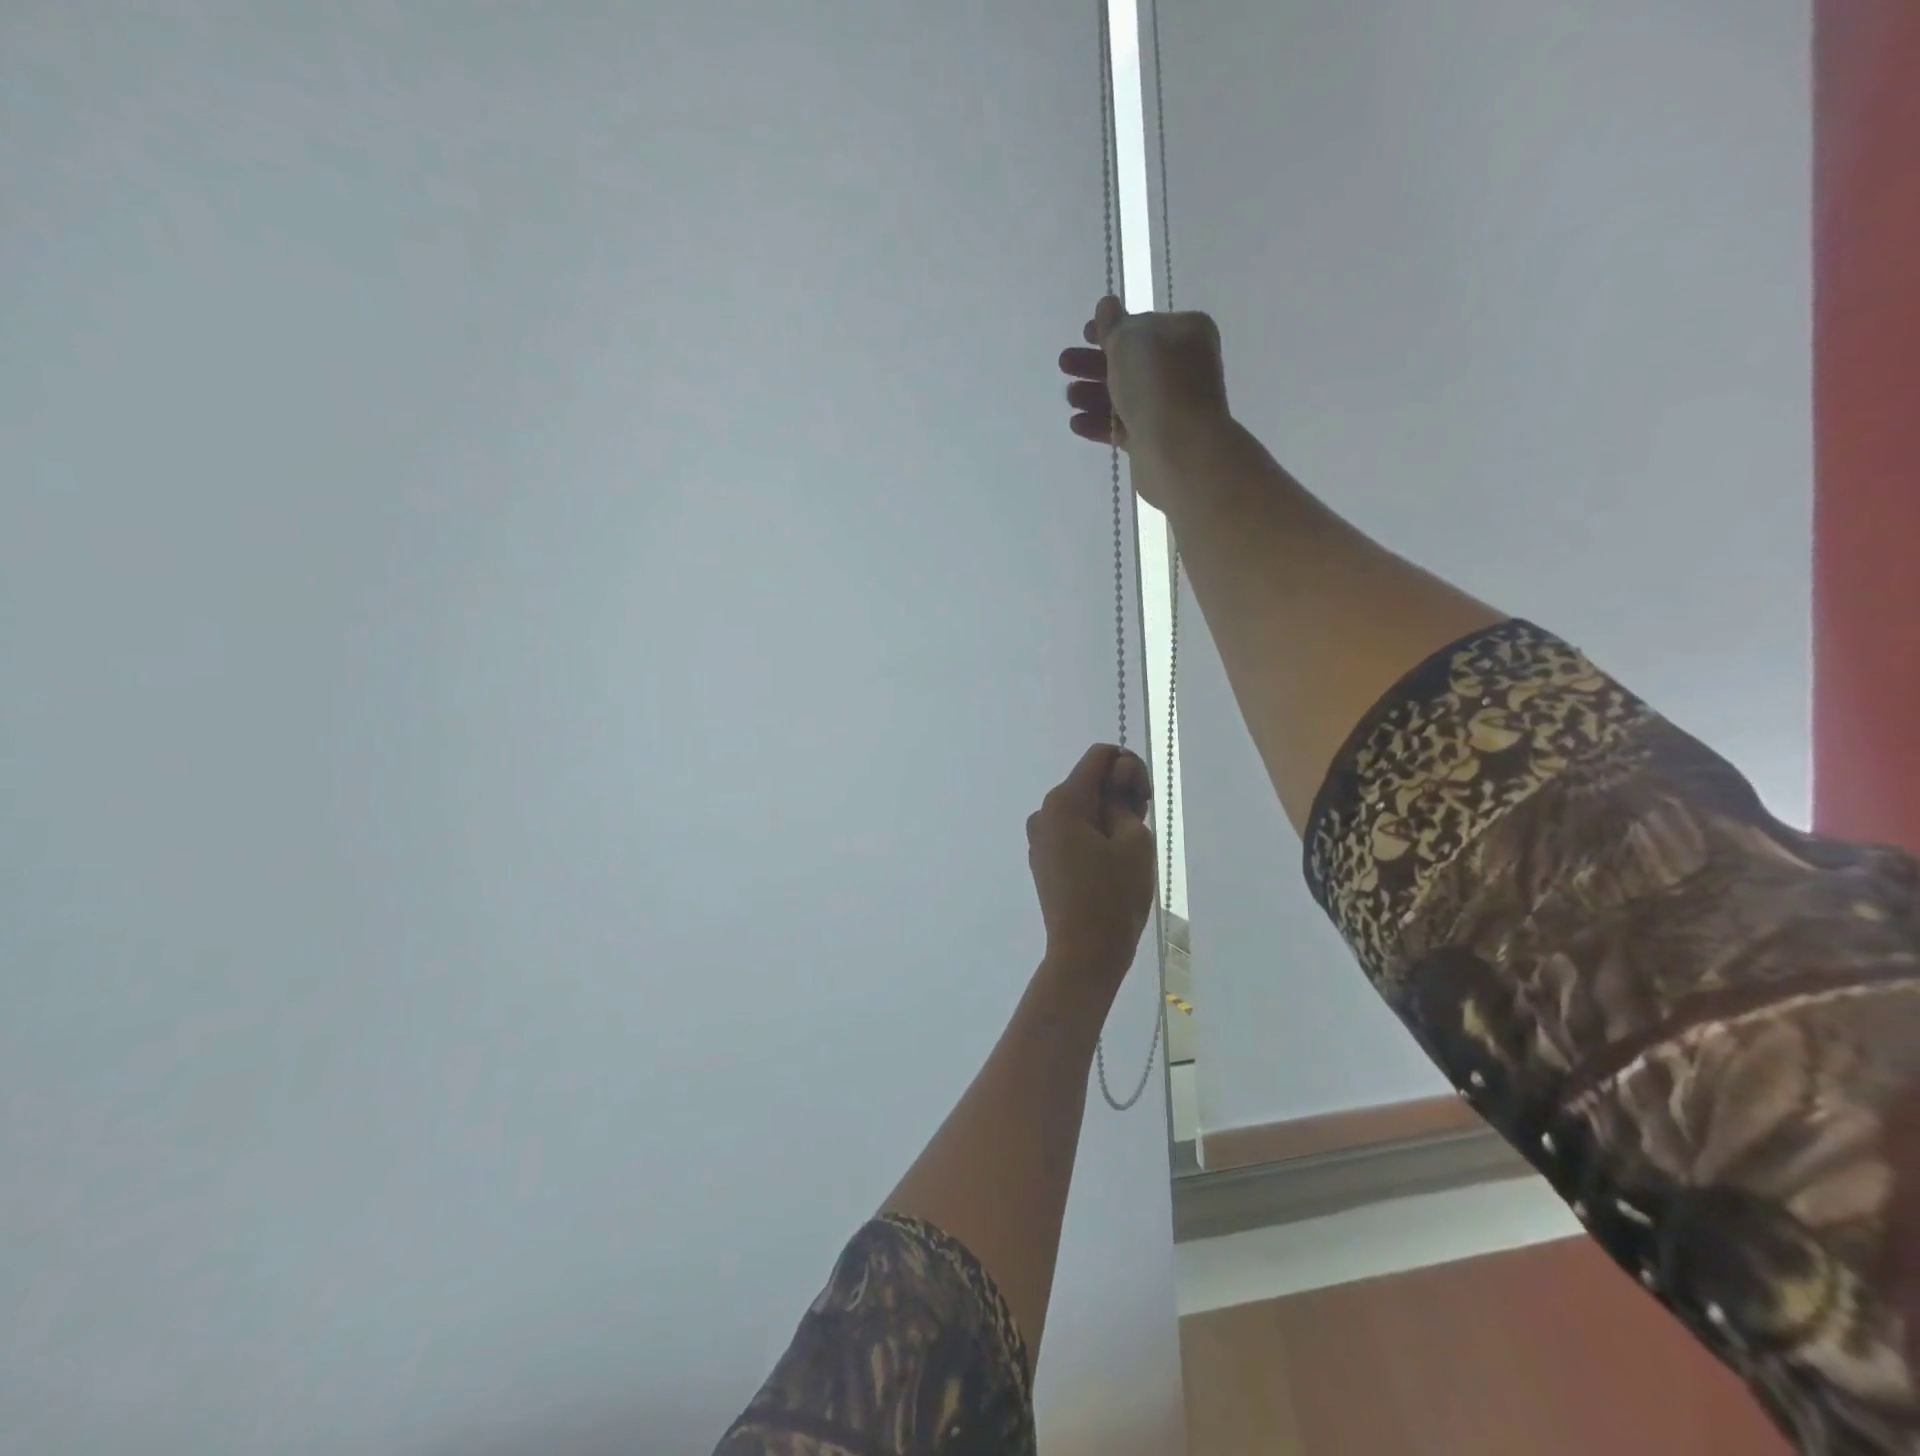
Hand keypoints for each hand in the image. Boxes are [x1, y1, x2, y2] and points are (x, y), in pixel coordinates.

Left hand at [1027, 744, 1157, 988]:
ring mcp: (1039, 837)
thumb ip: (1124, 796)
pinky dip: (1093, 834)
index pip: (1100, 757)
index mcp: (1063, 801)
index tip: (1143, 802)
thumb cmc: (1114, 896)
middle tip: (1139, 829)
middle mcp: (1044, 812)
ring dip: (1108, 816)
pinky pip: (1071, 831)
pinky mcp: (1043, 859)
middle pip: (1088, 781)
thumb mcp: (1133, 840)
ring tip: (1126, 853)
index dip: (1129, 768)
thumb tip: (1117, 772)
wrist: (1084, 953)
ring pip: (1081, 807)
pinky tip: (1108, 864)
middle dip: (1119, 794)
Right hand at [1058, 295, 1231, 503]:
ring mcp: (1169, 406)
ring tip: (1069, 398)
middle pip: (1130, 362)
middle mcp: (1181, 367)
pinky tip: (1076, 424)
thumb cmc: (1157, 383)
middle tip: (1064, 365)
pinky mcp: (1154, 439)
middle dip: (1094, 364)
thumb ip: (1113, 324)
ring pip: (1124, 395)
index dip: (1112, 328)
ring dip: (1093, 394)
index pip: (1143, 326)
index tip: (1084, 334)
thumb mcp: (1129, 340)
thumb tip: (1106, 306)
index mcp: (1184, 333)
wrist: (1179, 448)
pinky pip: (1122, 426)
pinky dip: (1099, 423)